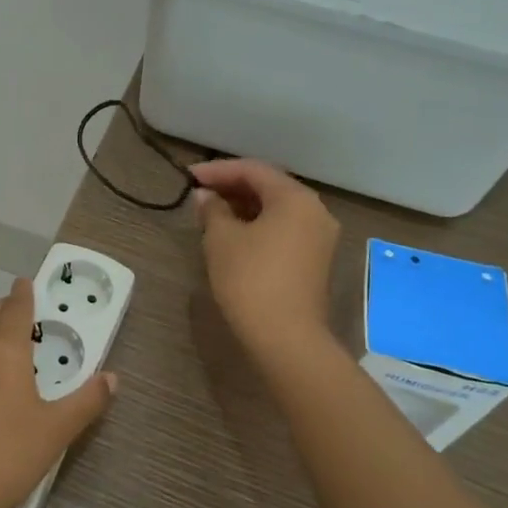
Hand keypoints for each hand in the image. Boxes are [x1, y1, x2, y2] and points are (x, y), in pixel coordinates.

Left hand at [0, 279, 115, 507]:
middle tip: (25, 315)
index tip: (27, 282)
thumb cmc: (9, 456)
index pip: (15, 308)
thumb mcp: (58, 430)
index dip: (24, 293)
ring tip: (8, 348)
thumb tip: (111, 378)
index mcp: (3, 351)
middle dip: (6, 309)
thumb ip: (87, 401)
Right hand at [191, 158, 341, 360]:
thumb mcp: (221, 239)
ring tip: (211, 213)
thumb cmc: (250, 279)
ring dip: (244, 207)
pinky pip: (284, 229)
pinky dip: (258, 225)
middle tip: (199, 194)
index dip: (217, 170)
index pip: (253, 170)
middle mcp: (315, 211)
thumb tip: (205, 196)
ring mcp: (320, 238)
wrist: (286, 338)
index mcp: (296, 198)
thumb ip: (212, 209)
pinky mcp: (316, 261)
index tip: (188, 177)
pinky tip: (233, 235)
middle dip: (232, 187)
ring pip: (277, 210)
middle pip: (270, 187)